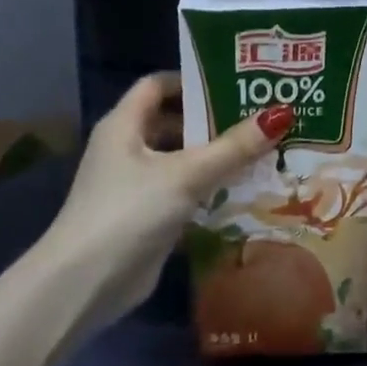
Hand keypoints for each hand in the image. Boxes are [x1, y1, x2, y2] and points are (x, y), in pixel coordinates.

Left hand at [41, 72, 287, 325]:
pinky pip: (183, 192)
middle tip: (259, 118)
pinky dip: (208, 189)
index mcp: (124, 124)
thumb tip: (281, 114)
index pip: (158, 84)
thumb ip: (233, 147)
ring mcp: (135, 185)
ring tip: (261, 151)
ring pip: (181, 159)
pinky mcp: (146, 216)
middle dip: (214, 120)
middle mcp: (126, 148)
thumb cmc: (130, 212)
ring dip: (215, 157)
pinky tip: (244, 191)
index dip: (193, 80)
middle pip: (174, 121)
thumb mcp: (186, 174)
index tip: (235, 83)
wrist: (85, 285)